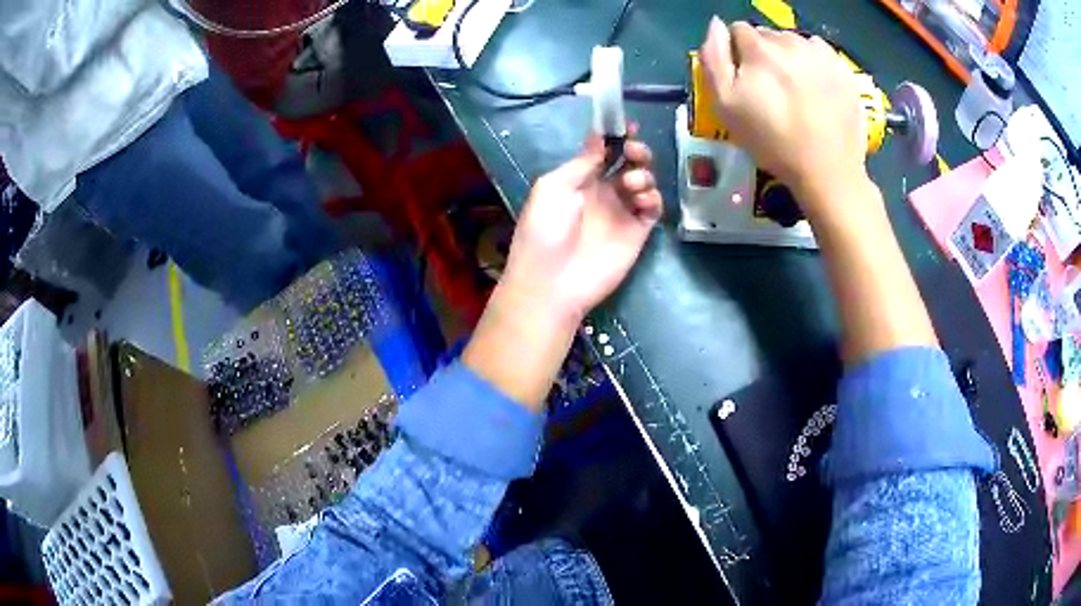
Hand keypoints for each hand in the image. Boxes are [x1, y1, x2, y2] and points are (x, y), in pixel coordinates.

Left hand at [500, 133, 662, 323]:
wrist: (553, 282)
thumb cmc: (545, 230)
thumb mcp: (554, 187)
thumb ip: (582, 162)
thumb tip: (599, 135)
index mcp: (579, 180)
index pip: (604, 152)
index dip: (616, 137)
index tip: (627, 125)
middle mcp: (603, 192)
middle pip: (629, 163)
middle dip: (636, 151)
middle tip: (634, 150)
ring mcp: (621, 212)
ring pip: (644, 182)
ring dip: (643, 174)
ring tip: (631, 183)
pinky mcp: (637, 232)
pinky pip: (653, 208)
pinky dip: (653, 198)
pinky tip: (642, 200)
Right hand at [700, 18, 869, 220]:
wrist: (827, 171)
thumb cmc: (772, 141)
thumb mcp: (725, 105)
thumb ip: (713, 58)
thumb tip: (716, 24)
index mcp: (760, 47)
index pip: (738, 31)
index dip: (737, 54)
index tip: (745, 80)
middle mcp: (791, 41)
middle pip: (768, 35)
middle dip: (764, 54)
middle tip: (771, 89)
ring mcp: (821, 54)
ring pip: (794, 42)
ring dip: (789, 57)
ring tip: (795, 89)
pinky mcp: (843, 69)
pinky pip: (820, 52)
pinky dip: (814, 63)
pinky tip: (815, 87)